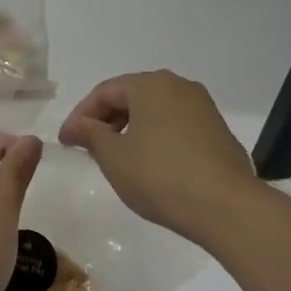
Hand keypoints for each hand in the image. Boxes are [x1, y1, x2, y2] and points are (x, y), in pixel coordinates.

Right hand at [58, 70, 258, 240]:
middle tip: (87, 148)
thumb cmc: (160, 176)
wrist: (225, 206)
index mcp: (151, 85)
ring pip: (155, 111)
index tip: (65, 142)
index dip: (80, 115)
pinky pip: (176, 126)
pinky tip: (150, 165)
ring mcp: (203, 108)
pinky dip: (155, 138)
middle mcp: (179, 86)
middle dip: (106, 121)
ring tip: (116, 158)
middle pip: (132, 97)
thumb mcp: (114, 157)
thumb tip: (77, 125)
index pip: (105, 92)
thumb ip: (90, 134)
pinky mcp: (218, 131)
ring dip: (130, 130)